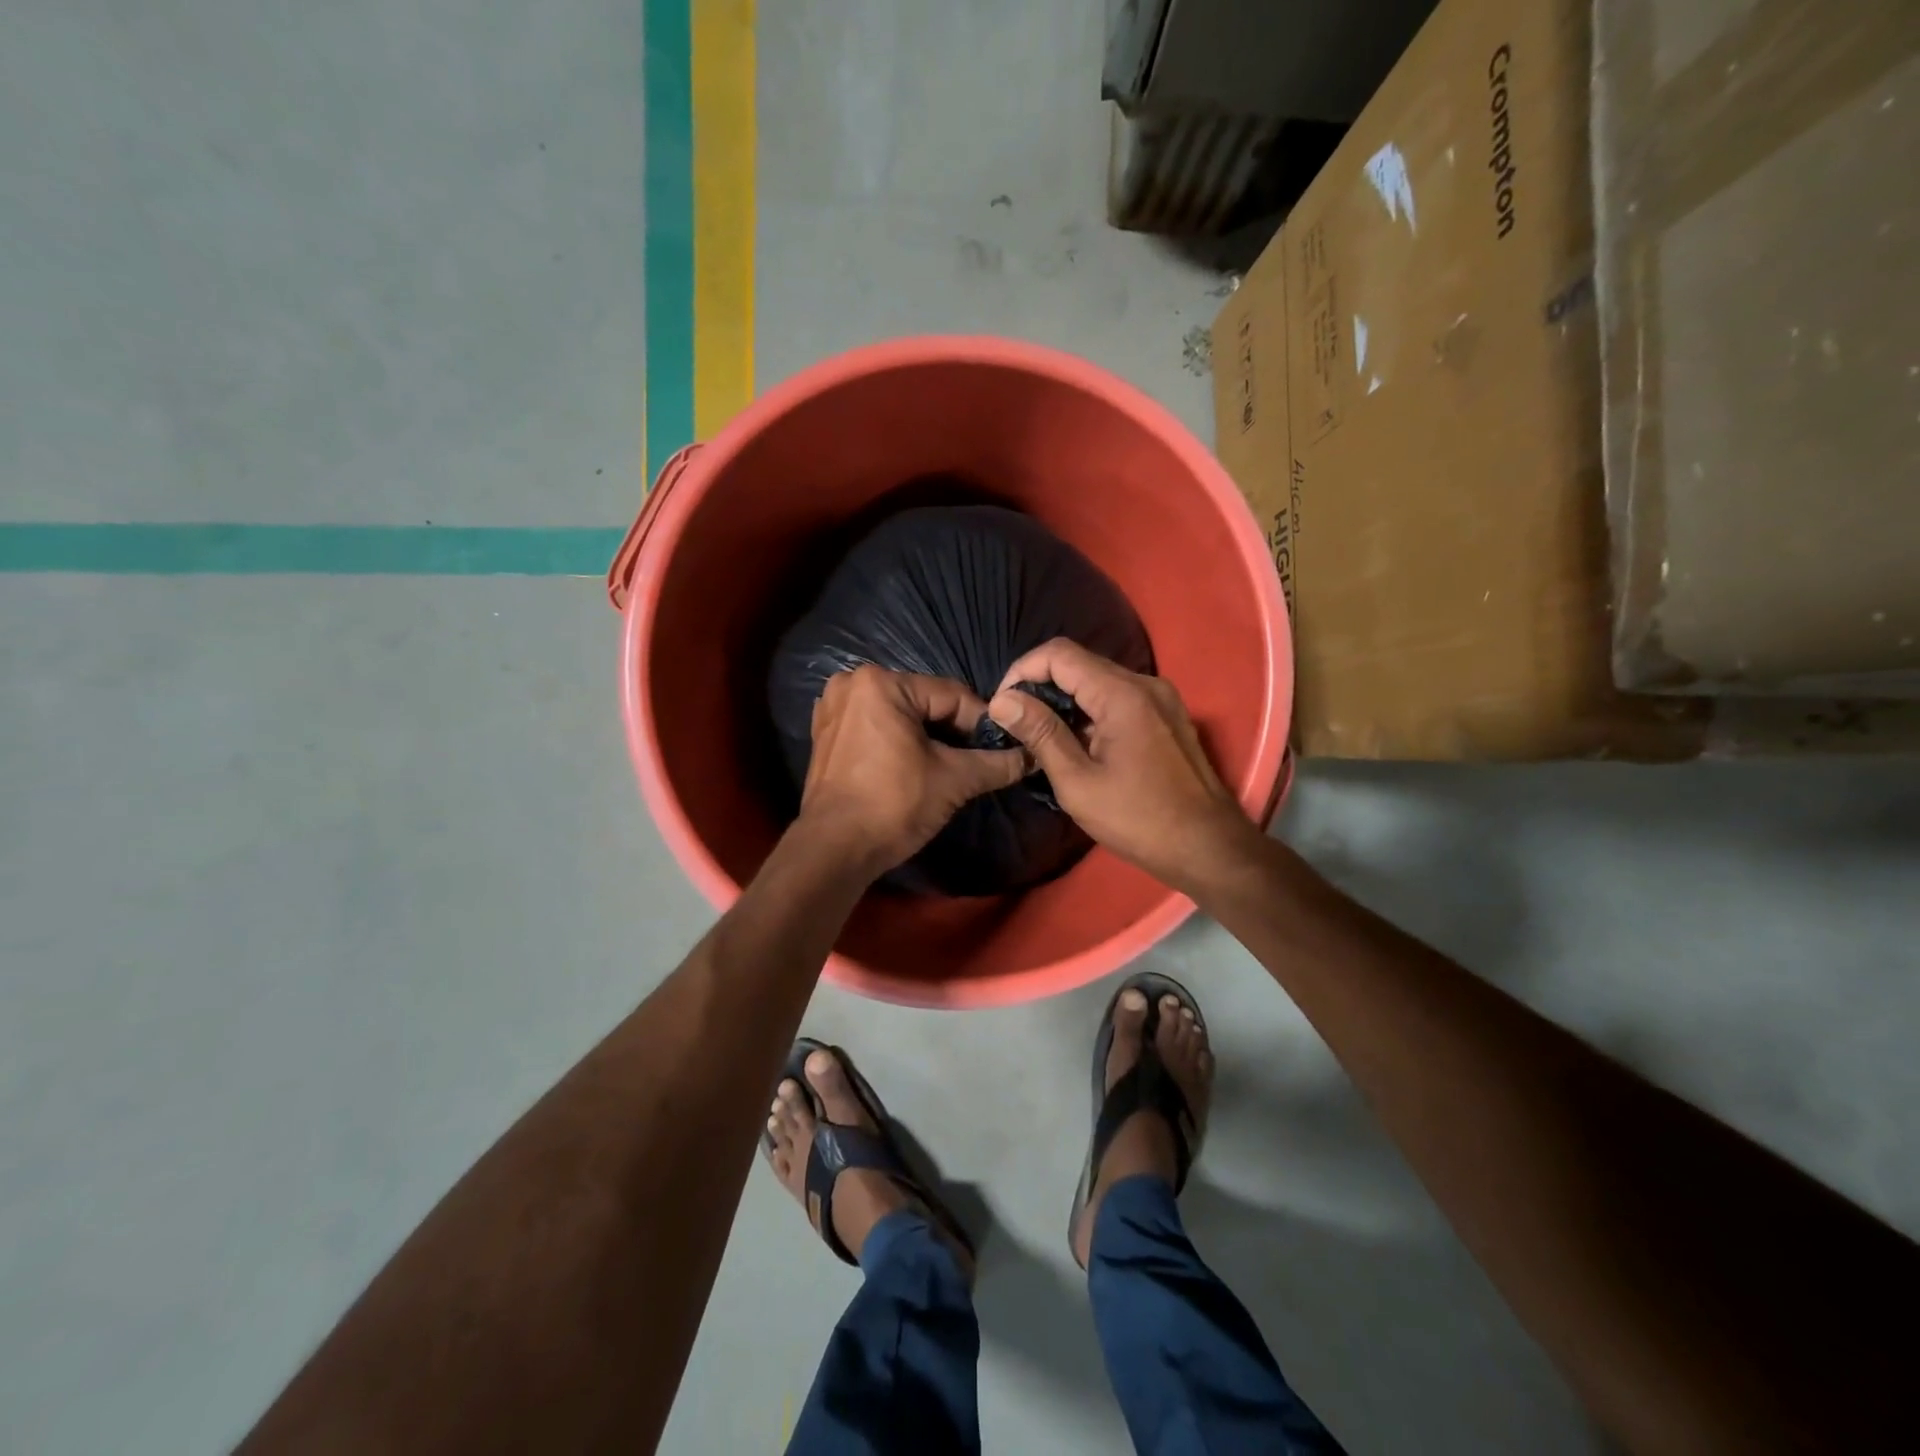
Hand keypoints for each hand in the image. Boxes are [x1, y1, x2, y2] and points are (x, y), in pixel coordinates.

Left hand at [799, 666, 1027, 879]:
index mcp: (881, 682)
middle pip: (924, 702)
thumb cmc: (893, 805)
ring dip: (927, 737)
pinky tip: (912, 767)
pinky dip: (897, 742)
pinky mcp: (825, 733)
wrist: (833, 851)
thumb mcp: (954, 780)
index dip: (982, 724)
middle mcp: (852, 684)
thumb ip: (996, 763)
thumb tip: (1032, 757)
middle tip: (976, 760)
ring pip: (900, 715)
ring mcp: (832, 708)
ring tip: (948, 767)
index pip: (951, 695)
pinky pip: (875, 728)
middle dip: (953, 731)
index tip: (1003, 749)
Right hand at [986, 639, 1259, 895]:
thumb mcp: (1078, 783)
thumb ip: (1041, 734)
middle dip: (1040, 687)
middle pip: (1079, 663)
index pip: (1059, 654)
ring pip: (1098, 681)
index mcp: (1122, 694)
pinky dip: (1090, 712)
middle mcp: (1145, 683)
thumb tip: (1002, 700)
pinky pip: (1118, 698)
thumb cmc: (1139, 820)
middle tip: (1017, 725)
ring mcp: (1161, 698)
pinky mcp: (1167, 716)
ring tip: (1043, 739)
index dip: (1022, 671)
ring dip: (1065, 701)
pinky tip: (1079, 746)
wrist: (1209, 847)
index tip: (1003, 706)